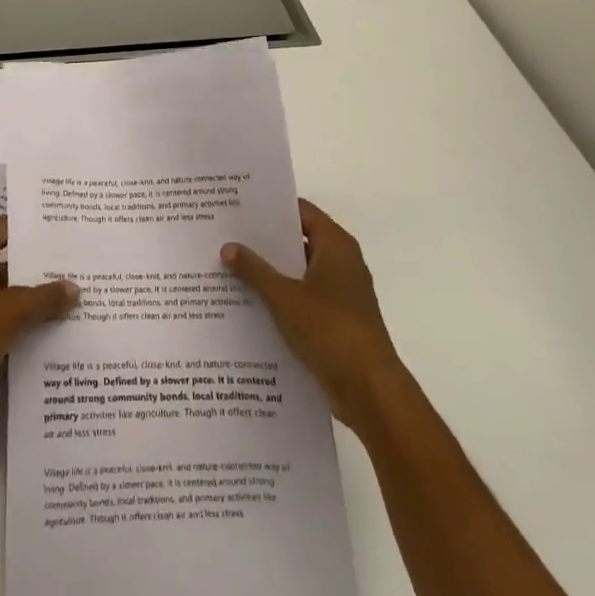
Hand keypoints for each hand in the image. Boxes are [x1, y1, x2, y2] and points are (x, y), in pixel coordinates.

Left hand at [0, 217, 78, 426]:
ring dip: (36, 295)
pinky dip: (26, 320)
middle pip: (9, 260)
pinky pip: (6, 318)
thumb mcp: (11, 310)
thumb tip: (74, 287)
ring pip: (10, 292)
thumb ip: (45, 297)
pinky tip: (56, 325)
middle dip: (39, 263)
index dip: (28, 226)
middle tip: (76, 261)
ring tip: (74, 293)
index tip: (60, 226)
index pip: (2, 227)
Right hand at [222, 199, 398, 421]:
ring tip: (228, 266)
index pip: (300, 211)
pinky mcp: (335, 320)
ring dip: (269, 271)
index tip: (237, 205)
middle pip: (298, 240)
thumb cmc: (330, 330)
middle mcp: (341, 263)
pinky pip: (302, 297)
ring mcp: (340, 293)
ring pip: (298, 271)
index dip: (270, 207)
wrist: (369, 390)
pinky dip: (279, 296)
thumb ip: (254, 270)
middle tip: (225, 234)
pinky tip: (247, 302)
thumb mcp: (284, 297)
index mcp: (336, 246)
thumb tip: (228, 246)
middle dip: (264, 240)